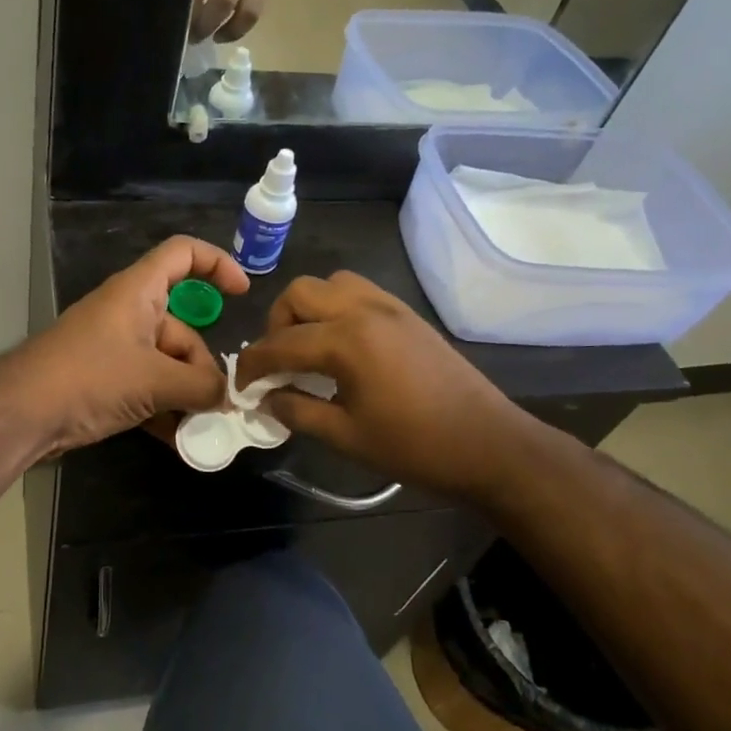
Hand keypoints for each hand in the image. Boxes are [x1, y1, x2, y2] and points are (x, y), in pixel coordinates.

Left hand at [12, 236, 249, 455]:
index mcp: (138, 291)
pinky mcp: (103, 378)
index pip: (182, 254)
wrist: (21, 414)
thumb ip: (199, 386)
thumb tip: (226, 396)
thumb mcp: (154, 380)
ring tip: (200, 427)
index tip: (242, 293)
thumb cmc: (90, 378)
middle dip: (202, 365)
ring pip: (165, 362)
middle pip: (182, 326)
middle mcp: (128, 312)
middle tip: (215, 403)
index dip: (216, 263)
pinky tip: (178, 439)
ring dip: (185, 393)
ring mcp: (114, 348)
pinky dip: (162, 407)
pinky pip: (145, 385)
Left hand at [191, 0, 275, 40]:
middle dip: (200, 24)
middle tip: (185, 36)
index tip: (170, 23)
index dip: (184, 8)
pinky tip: (221, 36)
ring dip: (217, 29)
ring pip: (238, 10)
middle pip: (218, 1)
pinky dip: (236, 31)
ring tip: (202, 38)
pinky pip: (252, 15)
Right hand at [232, 272, 525, 499]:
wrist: (489, 445)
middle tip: (279, 362)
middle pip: (300, 293)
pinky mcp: (407, 314)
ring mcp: (390, 307)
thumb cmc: (415, 446)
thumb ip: (298, 411)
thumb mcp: (346, 437)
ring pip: (331, 284)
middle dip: (277, 324)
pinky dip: (337, 308)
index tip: (241, 384)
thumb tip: (267, 399)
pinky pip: (359, 292)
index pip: (280, 343)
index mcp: (346, 340)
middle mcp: (364, 310)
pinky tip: (342, 346)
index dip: (253, 364)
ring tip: (309, 347)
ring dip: (309, 309)